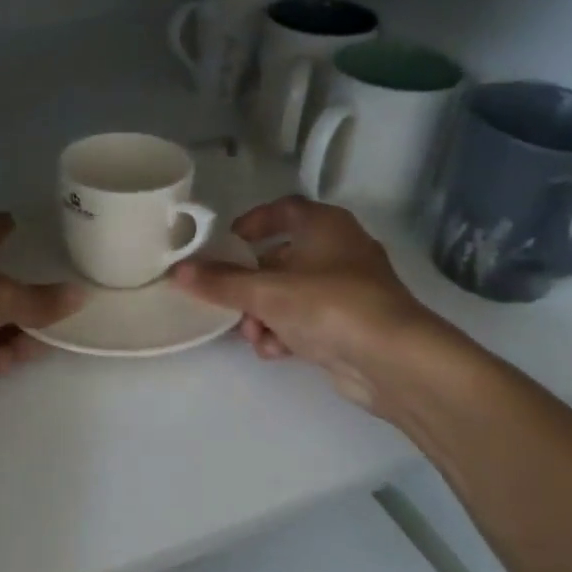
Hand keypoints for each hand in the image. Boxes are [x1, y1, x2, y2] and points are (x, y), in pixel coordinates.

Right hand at [171, 196, 436, 407]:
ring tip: (253, 334)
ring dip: (263, 314)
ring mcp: (347, 291)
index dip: (253, 223)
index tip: (226, 243)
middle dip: (250, 285)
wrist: (393, 361)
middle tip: (227, 302)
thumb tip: (178, 272)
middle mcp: (338, 251)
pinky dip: (286, 333)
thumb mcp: (266, 292)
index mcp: (325, 226)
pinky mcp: (349, 326)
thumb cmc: (329, 305)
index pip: (283, 210)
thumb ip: (220, 282)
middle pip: (280, 259)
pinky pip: (306, 321)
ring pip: (290, 295)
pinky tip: (274, 350)